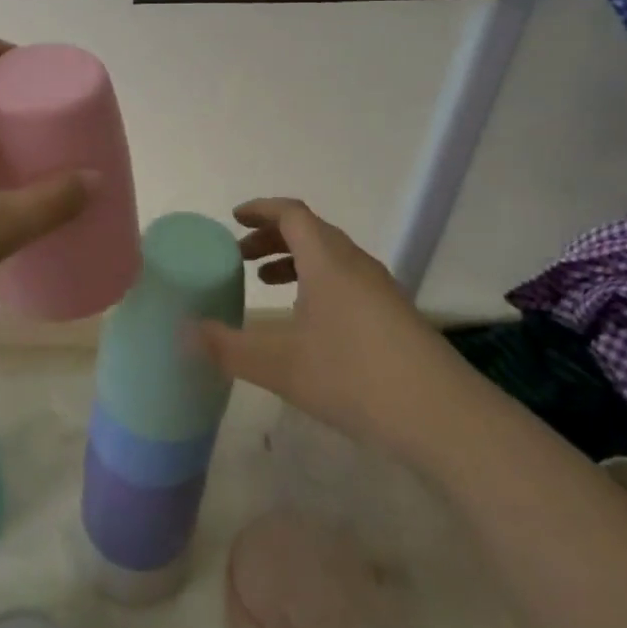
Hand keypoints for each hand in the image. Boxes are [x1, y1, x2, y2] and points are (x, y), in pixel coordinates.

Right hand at [193, 198, 457, 446]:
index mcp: (327, 260)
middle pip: (310, 231)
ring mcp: (380, 289)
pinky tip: (310, 322)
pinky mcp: (395, 315)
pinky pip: (347, 279)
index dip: (260, 210)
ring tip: (268, 283)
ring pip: (330, 257)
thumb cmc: (354, 377)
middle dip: (272, 237)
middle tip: (241, 257)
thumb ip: (227, 347)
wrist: (443, 417)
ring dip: (296, 260)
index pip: (291, 213)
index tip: (234, 218)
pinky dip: (318, 282)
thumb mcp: (280, 365)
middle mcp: (355, 263)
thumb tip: (182, 332)